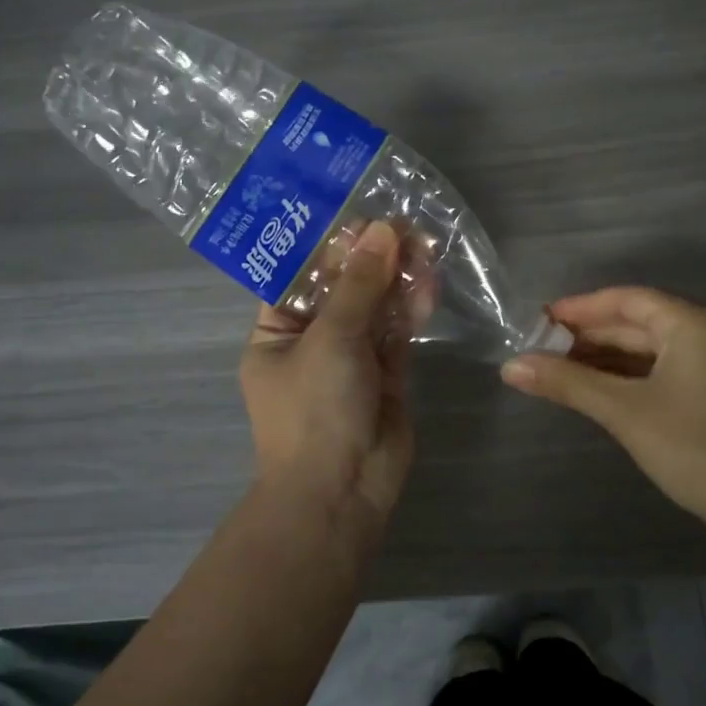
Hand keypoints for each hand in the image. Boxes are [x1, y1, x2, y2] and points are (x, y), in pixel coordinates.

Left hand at [239, 220, 419, 519]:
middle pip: (342, 288)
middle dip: (371, 258)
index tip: (360, 214)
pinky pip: (397, 333)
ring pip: (374, 308)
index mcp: (277, 331)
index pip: (299, 276)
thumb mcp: (331, 338)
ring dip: (396, 278)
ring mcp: (350, 359)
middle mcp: (312, 340)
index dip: (329, 245)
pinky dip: (411, 309)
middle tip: (403, 224)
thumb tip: (383, 230)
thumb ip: (360, 285)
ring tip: (424, 243)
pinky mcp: (386, 375)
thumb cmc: (315, 409)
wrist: (342, 491)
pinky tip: (428, 282)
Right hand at [501, 287, 705, 551]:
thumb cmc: (697, 448)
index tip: (538, 321)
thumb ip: (568, 383)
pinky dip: (625, 378)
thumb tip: (510, 366)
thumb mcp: (626, 412)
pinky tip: (595, 391)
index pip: (626, 300)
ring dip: (603, 359)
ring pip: (646, 351)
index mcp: (690, 324)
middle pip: (635, 324)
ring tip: (555, 370)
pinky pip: (659, 373)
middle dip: (587, 336)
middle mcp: (704, 336)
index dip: (580, 307)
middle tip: (538, 349)